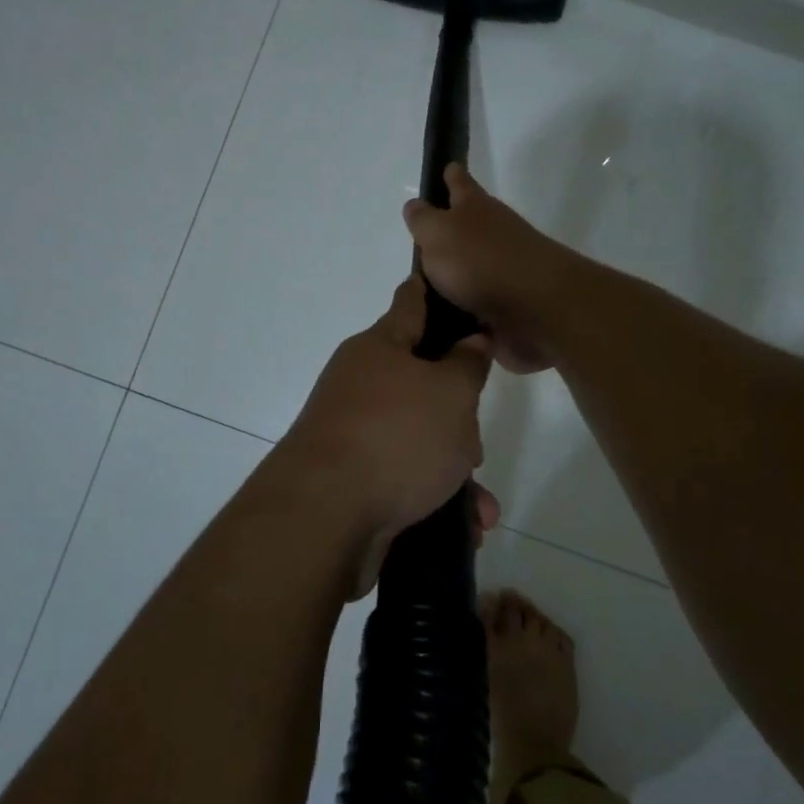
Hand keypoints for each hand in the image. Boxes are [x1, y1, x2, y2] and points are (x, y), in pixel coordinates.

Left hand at [275, 275, 497, 593]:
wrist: (324, 518)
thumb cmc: (396, 436)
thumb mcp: (451, 394)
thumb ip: (468, 364)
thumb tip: (471, 340)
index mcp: (379, 348)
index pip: (411, 302)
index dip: (432, 289)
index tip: (447, 276)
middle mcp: (361, 385)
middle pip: (421, 381)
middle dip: (457, 411)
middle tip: (477, 437)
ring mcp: (354, 433)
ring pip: (418, 437)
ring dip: (453, 467)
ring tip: (480, 503)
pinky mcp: (353, 480)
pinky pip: (405, 478)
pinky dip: (435, 497)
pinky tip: (465, 528)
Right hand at [403, 165, 575, 372]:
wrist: (536, 307)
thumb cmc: (481, 260)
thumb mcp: (438, 233)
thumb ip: (423, 220)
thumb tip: (415, 204)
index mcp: (475, 209)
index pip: (460, 183)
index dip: (452, 175)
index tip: (448, 167)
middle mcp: (493, 235)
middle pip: (468, 227)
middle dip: (449, 231)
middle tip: (423, 242)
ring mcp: (503, 271)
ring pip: (471, 269)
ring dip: (453, 277)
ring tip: (423, 290)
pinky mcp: (507, 306)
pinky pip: (476, 306)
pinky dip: (462, 312)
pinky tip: (442, 322)